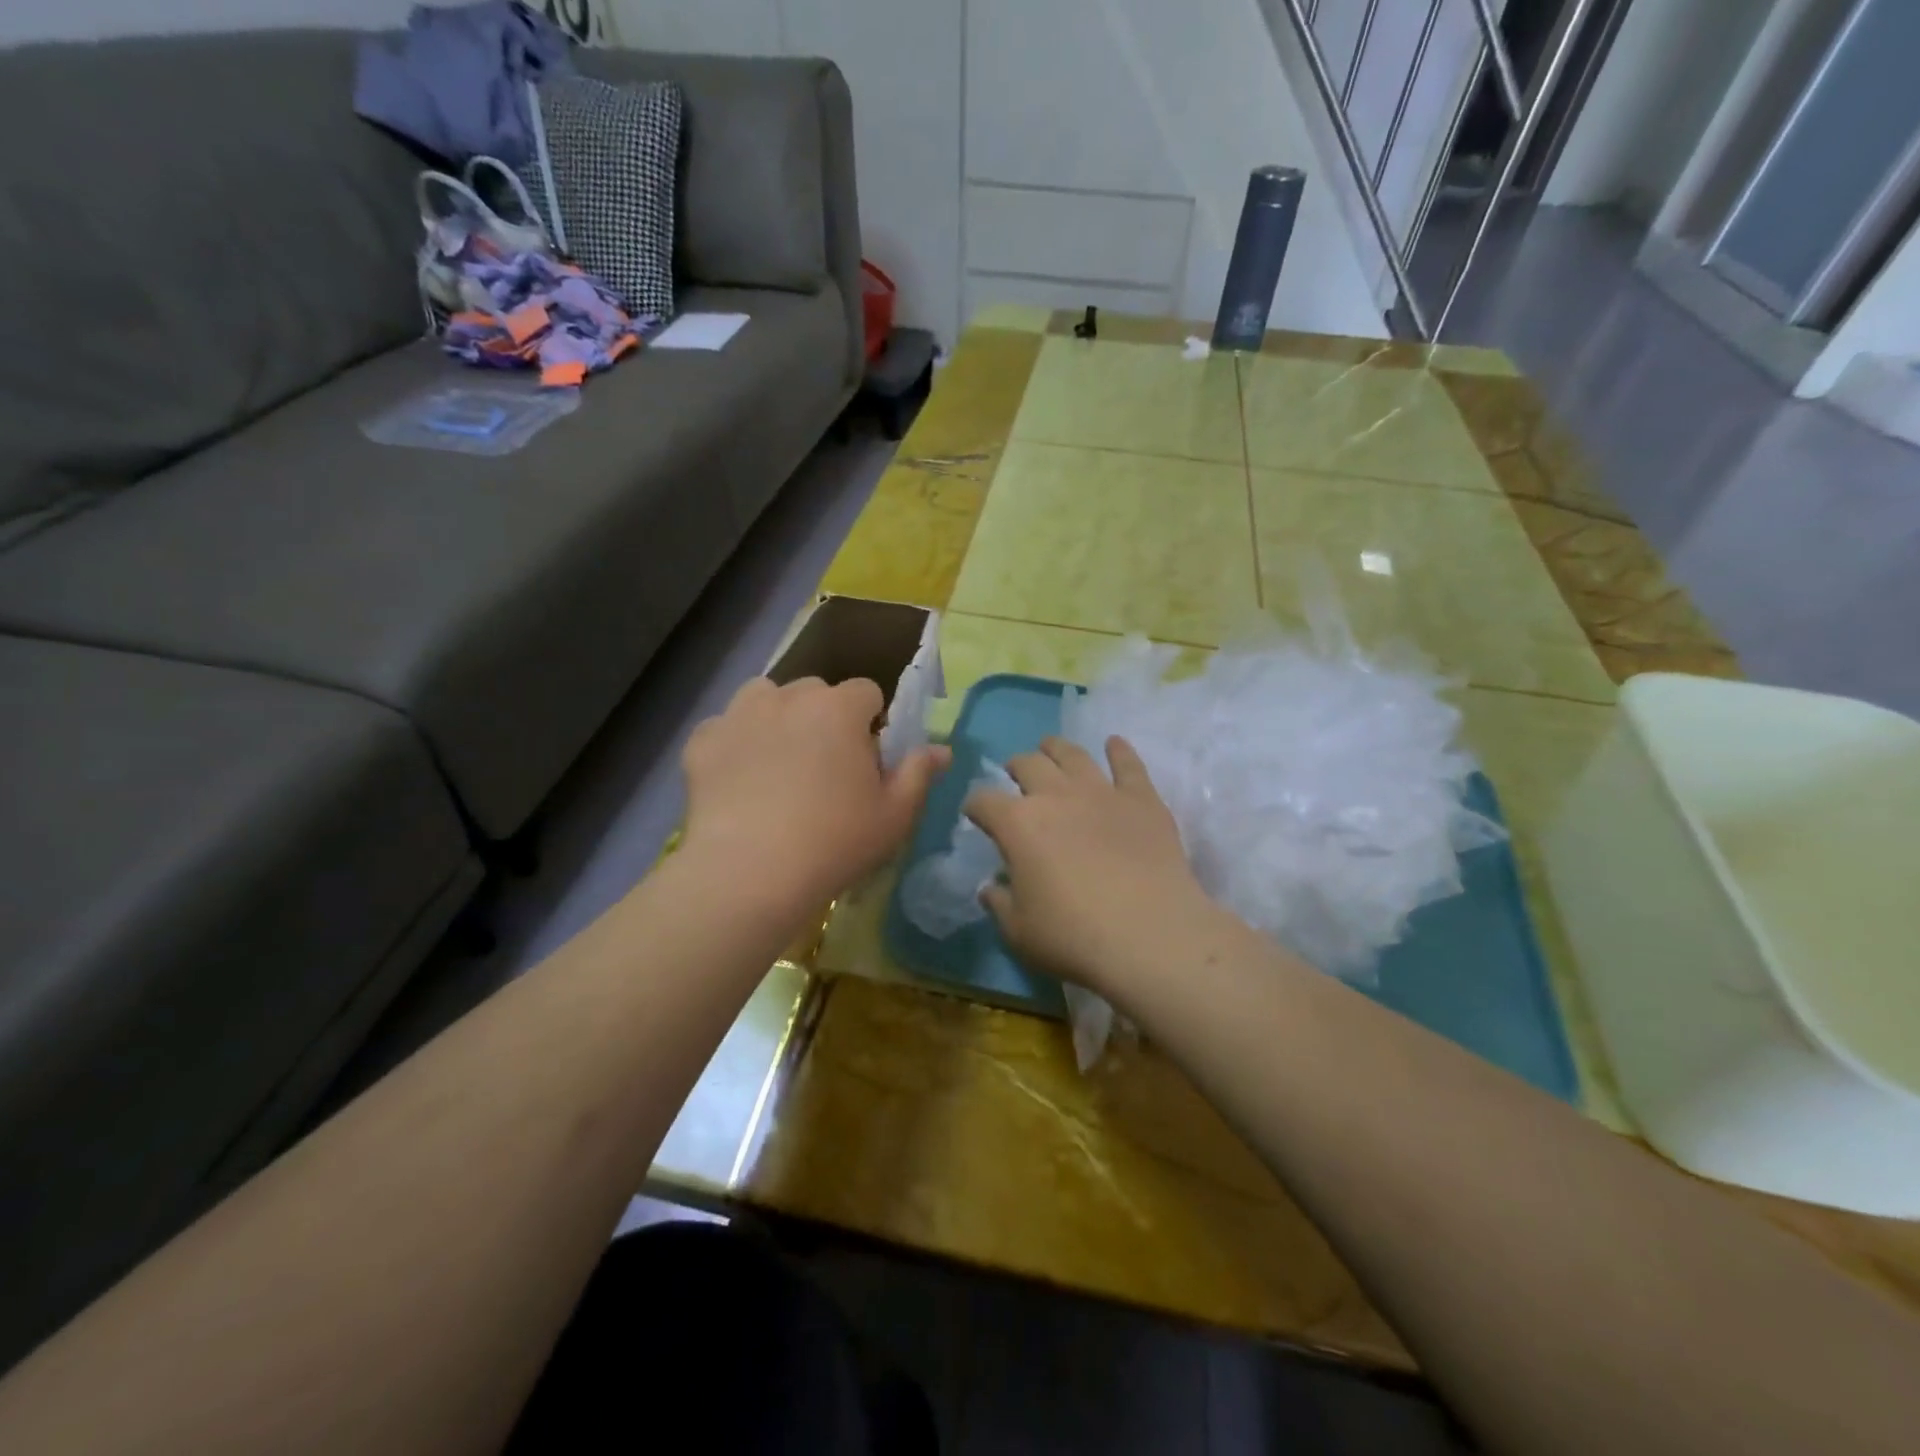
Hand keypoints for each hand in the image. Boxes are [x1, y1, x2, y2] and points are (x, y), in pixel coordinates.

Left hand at [682, 676, 948, 916]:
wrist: (750, 874)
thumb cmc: (836, 842)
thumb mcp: (895, 815)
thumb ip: (919, 773)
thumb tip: (941, 749)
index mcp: (839, 708)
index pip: (866, 692)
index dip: (870, 722)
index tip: (866, 760)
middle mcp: (788, 697)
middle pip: (814, 691)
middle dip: (823, 717)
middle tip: (823, 767)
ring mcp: (739, 715)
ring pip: (764, 698)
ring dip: (776, 718)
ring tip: (778, 763)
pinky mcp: (703, 742)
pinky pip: (723, 729)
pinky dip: (733, 745)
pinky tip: (737, 781)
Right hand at [964, 736, 1220, 1003]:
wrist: (1150, 935)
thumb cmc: (1074, 937)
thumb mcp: (1019, 932)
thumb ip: (1000, 904)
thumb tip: (990, 888)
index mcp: (1017, 824)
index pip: (983, 801)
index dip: (975, 806)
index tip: (976, 815)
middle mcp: (1055, 795)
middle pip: (1028, 765)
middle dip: (1016, 767)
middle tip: (1015, 776)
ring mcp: (1101, 792)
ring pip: (1072, 755)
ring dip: (1056, 748)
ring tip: (1050, 748)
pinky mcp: (1142, 799)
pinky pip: (1128, 764)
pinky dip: (1119, 750)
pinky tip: (1114, 743)